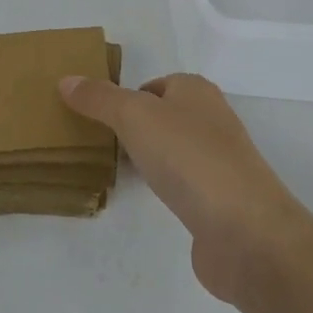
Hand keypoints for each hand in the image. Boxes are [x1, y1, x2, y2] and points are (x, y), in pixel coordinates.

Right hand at [59, 73, 302, 301]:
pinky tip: (146, 198)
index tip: (95, 117)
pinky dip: (164, 188)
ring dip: (148, 159)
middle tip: (98, 142)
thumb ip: (99, 98)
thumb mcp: (134, 116)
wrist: (246, 232)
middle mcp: (212, 120)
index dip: (125, 97)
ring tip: (115, 170)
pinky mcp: (221, 202)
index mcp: (196, 91)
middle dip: (133, 128)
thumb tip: (66, 80)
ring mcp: (220, 163)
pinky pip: (182, 185)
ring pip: (173, 151)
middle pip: (163, 117)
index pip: (154, 84)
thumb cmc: (189, 158)